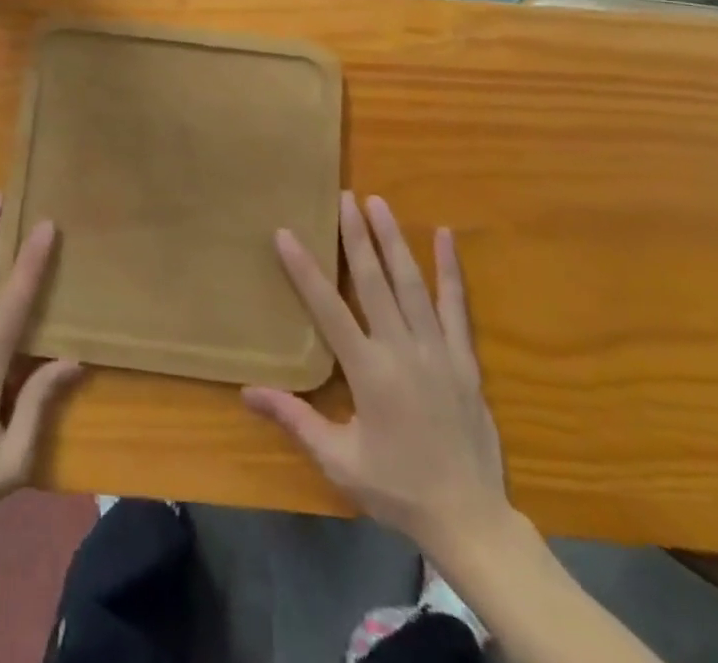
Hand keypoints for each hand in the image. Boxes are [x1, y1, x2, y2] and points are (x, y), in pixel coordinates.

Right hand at [243, 192, 508, 564]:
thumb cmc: (397, 489)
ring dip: (394, 241)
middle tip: (345, 197)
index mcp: (369, 373)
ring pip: (412, 285)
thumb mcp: (339, 461)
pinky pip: (457, 307)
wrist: (471, 520)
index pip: (328, 309)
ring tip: (379, 203)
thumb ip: (295, 420)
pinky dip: (451, 270)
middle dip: (357, 236)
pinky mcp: (465, 360)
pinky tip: (445, 237)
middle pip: (375, 282)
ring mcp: (438, 352)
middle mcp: (402, 351)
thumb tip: (246, 392)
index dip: (305, 270)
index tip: (285, 233)